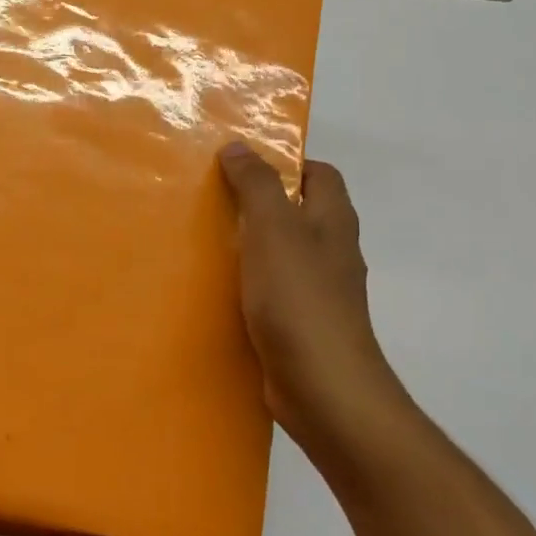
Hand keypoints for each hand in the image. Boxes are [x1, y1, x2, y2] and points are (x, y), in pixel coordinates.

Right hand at [219, 144, 414, 469]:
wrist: (324, 389)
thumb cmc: (300, 299)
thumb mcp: (274, 229)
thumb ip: (257, 185)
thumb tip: (239, 146)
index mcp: (333, 221)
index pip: (319, 173)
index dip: (285, 161)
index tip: (240, 163)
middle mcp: (331, 251)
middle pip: (296, 211)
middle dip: (257, 201)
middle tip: (211, 196)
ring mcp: (317, 291)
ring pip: (280, 252)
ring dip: (248, 243)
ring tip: (203, 236)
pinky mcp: (299, 324)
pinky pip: (270, 289)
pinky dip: (246, 282)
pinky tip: (214, 288)